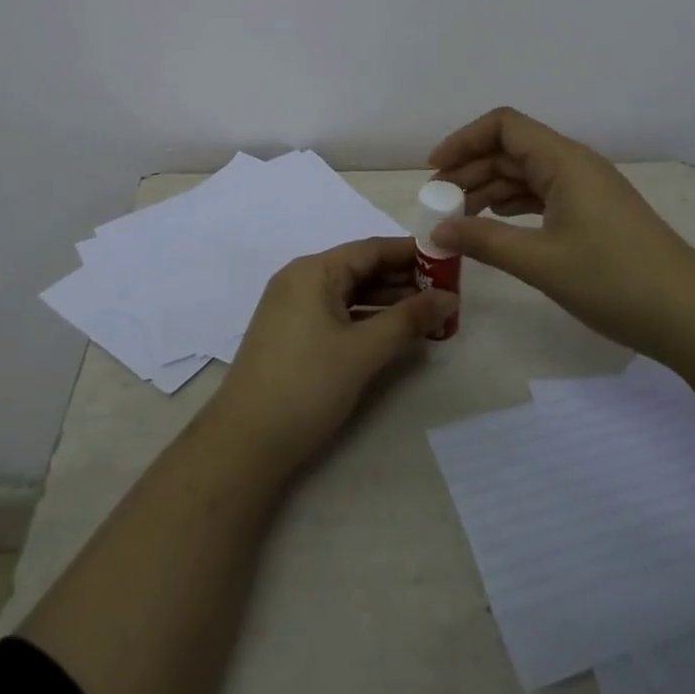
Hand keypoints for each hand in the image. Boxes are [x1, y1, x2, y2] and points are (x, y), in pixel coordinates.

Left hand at [206, 237, 455, 475]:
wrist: (245, 444)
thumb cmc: (307, 386)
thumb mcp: (363, 351)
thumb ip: (408, 320)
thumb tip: (449, 297)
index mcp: (314, 270)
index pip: (371, 249)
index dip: (412, 253)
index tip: (448, 261)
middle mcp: (301, 279)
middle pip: (361, 269)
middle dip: (404, 280)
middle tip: (446, 293)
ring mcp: (294, 308)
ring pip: (351, 293)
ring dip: (388, 302)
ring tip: (430, 315)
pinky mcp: (293, 335)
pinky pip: (338, 314)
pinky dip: (367, 319)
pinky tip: (395, 334)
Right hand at [427, 106, 694, 356]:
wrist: (691, 316)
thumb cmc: (614, 280)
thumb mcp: (540, 261)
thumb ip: (484, 242)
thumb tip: (438, 232)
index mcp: (563, 160)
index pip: (503, 126)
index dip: (464, 140)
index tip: (435, 170)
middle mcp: (574, 164)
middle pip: (511, 150)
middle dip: (471, 170)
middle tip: (439, 203)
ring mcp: (587, 188)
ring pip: (526, 174)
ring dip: (490, 190)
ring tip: (459, 219)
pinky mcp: (595, 212)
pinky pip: (543, 195)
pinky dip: (514, 206)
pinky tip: (496, 227)